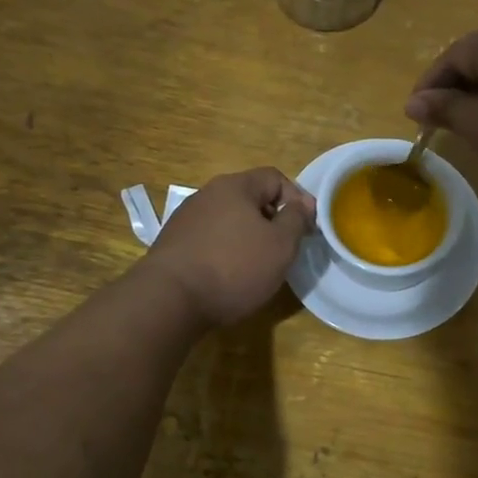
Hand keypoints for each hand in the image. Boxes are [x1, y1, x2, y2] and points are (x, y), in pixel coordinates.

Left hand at [139, 168, 315, 327]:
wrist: (169, 299)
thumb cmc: (234, 267)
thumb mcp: (281, 244)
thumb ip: (296, 219)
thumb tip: (302, 204)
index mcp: (235, 186)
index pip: (275, 177)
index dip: (297, 198)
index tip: (307, 228)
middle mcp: (207, 194)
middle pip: (250, 198)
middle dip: (272, 220)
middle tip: (285, 249)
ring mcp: (186, 219)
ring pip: (229, 220)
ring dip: (248, 237)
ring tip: (258, 266)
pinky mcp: (174, 244)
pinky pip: (211, 239)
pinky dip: (226, 251)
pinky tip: (228, 276)